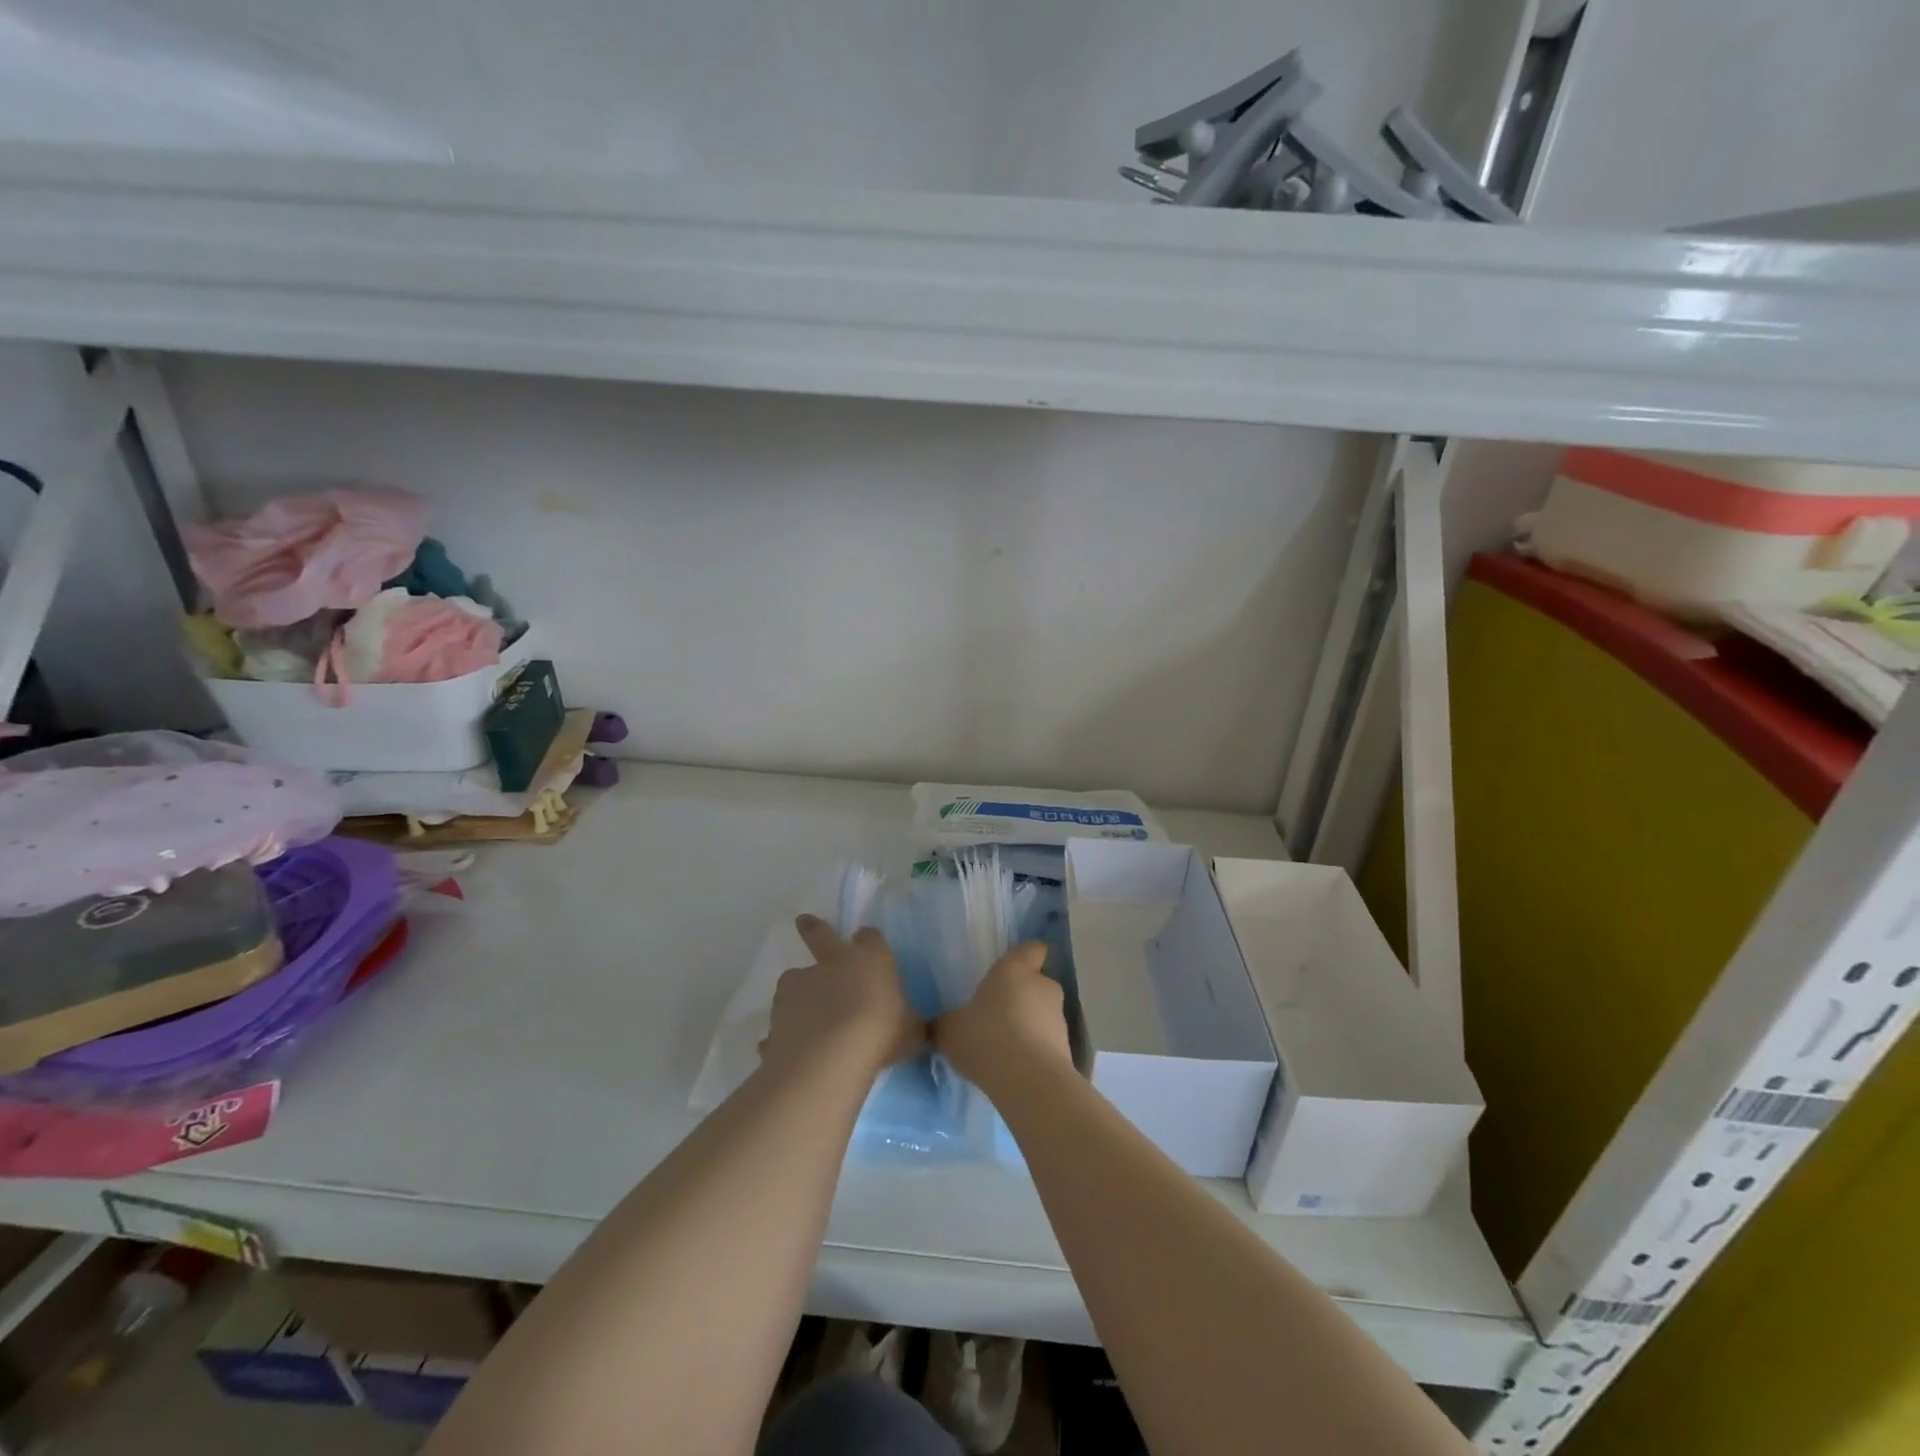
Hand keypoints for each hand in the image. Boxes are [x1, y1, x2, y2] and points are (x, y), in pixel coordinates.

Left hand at [762, 916, 924, 1080]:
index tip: (867, 943)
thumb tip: (919, 1030)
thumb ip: (910, 1026)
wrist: (829, 1058)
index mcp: (869, 959)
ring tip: (804, 1014)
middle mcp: (831, 963)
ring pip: (795, 979)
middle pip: (820, 935)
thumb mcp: (911, 1032)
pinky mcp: (777, 1016)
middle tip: (802, 920)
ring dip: (799, 991)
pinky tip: (789, 1046)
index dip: (869, 941)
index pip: (870, 938)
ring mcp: (799, 987)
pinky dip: (785, 1030)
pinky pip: (781, 1021)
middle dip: (812, 927)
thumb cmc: (881, 1035)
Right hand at [935, 942, 1072, 1094]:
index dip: (1025, 957)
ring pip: (1043, 1015)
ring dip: (1028, 1027)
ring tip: (1003, 1049)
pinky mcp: (1067, 1050)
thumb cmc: (986, 1036)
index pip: (1032, 949)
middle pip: (1036, 984)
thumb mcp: (950, 1028)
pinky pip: (1046, 1044)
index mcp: (1016, 968)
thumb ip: (946, 1022)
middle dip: (1020, 998)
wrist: (1027, 1081)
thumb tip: (937, 1025)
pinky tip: (1013, 1069)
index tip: (1011, 970)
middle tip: (996, 1017)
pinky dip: (1035, 1053)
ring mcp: (1060, 1019)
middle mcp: (1043, 986)